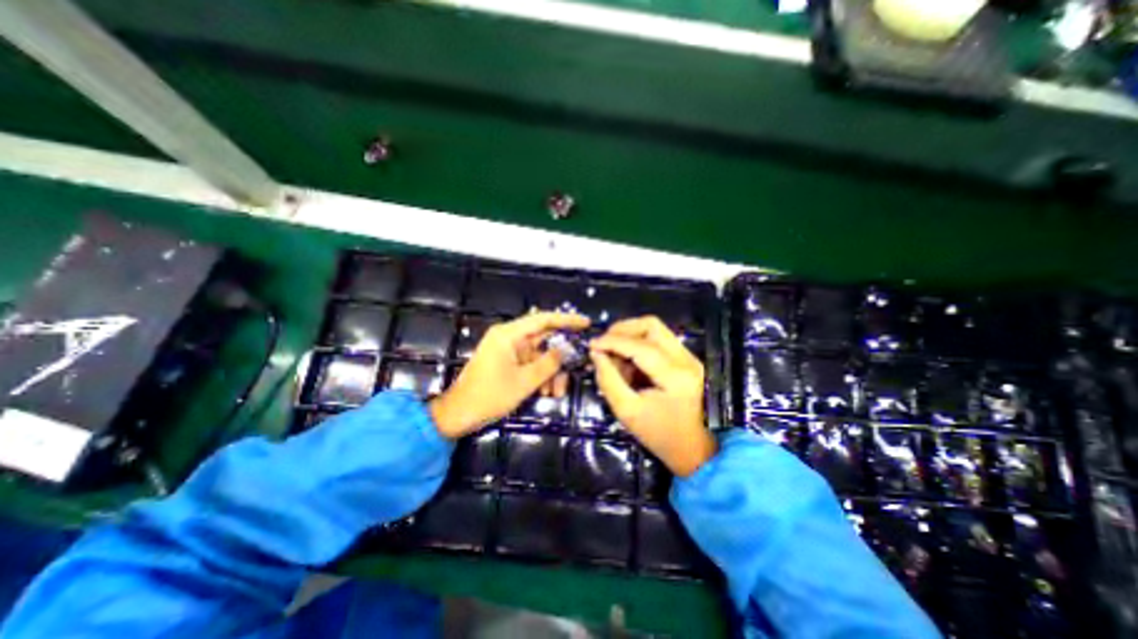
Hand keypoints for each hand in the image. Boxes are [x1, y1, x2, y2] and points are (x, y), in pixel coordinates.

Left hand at [431, 310, 591, 438]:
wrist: (458, 414)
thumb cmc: (489, 396)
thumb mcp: (524, 382)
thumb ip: (549, 363)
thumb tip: (567, 349)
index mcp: (509, 334)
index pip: (543, 319)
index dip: (566, 320)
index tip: (586, 323)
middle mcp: (509, 337)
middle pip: (543, 339)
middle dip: (559, 358)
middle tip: (574, 369)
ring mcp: (507, 349)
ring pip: (539, 354)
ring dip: (550, 372)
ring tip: (555, 393)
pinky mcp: (507, 361)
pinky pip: (530, 363)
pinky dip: (540, 375)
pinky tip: (546, 392)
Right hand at [591, 316, 712, 475]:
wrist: (694, 448)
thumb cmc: (660, 436)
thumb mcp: (627, 411)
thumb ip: (608, 380)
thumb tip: (596, 353)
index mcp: (674, 377)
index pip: (639, 346)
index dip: (612, 341)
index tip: (591, 345)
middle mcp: (686, 359)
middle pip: (651, 325)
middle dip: (622, 330)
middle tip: (604, 344)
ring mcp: (689, 357)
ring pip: (655, 329)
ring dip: (630, 336)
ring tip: (615, 355)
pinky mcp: (687, 359)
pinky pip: (658, 339)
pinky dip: (639, 344)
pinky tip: (629, 361)